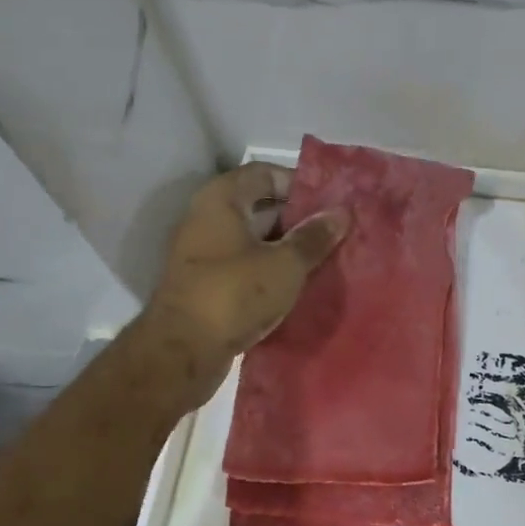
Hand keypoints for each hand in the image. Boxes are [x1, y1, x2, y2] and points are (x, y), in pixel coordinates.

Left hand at [140, 162, 349, 408]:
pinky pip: (244, 265)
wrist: (182, 352)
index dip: (299, 183)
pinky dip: (269, 270)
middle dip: (297, 218)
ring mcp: (202, 252)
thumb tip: (342, 213)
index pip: (265, 173)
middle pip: (259, 206)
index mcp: (221, 199)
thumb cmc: (235, 294)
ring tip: (325, 257)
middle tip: (334, 231)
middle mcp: (206, 218)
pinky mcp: (205, 284)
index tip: (331, 202)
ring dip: (285, 247)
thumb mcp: (285, 264)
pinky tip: (299, 284)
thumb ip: (314, 237)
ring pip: (253, 239)